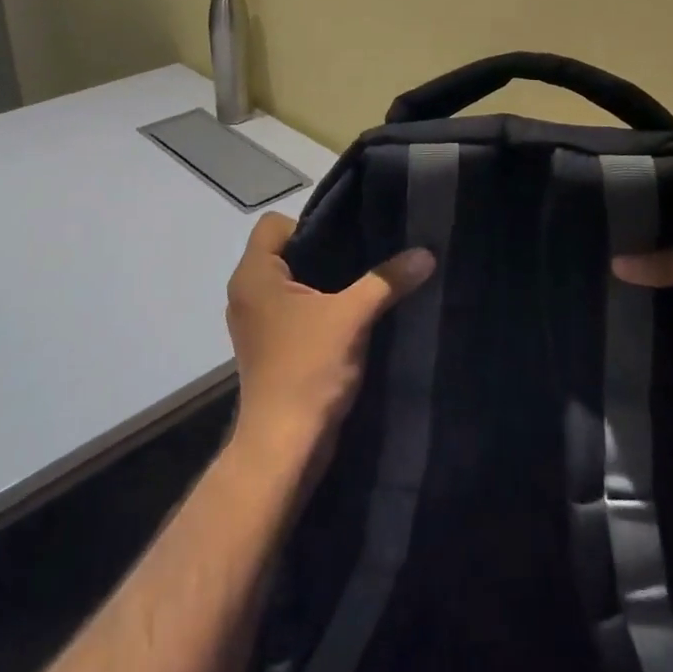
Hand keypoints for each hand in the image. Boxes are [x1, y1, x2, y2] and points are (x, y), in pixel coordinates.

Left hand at [225, 213, 435, 467]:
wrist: (284, 447)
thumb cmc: (308, 369)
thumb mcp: (353, 318)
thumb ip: (387, 280)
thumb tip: (426, 253)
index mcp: (253, 275)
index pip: (273, 224)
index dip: (310, 224)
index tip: (346, 241)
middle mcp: (246, 293)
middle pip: (285, 251)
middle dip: (324, 252)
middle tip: (365, 257)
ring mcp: (255, 322)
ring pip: (291, 282)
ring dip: (324, 283)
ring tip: (363, 285)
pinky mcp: (268, 347)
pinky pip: (292, 309)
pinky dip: (317, 308)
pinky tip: (351, 317)